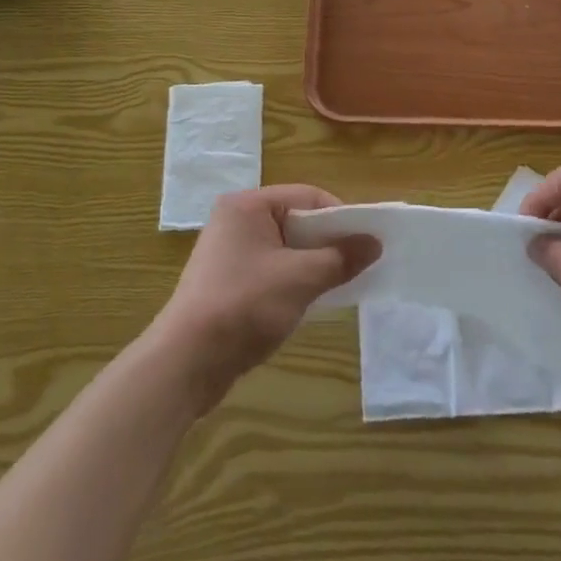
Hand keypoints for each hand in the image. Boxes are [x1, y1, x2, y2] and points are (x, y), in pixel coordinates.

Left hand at [149, 186, 378, 411]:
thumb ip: (340, 258)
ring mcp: (229, 252)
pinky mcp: (227, 281)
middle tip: (359, 264)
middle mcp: (236, 220)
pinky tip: (310, 301)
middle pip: (297, 221)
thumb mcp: (300, 279)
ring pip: (286, 248)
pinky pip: (272, 269)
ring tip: (340, 284)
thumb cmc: (244, 306)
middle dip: (328, 242)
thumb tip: (375, 243)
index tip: (368, 242)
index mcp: (248, 205)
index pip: (307, 197)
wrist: (186, 362)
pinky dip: (294, 280)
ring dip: (313, 264)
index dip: (341, 217)